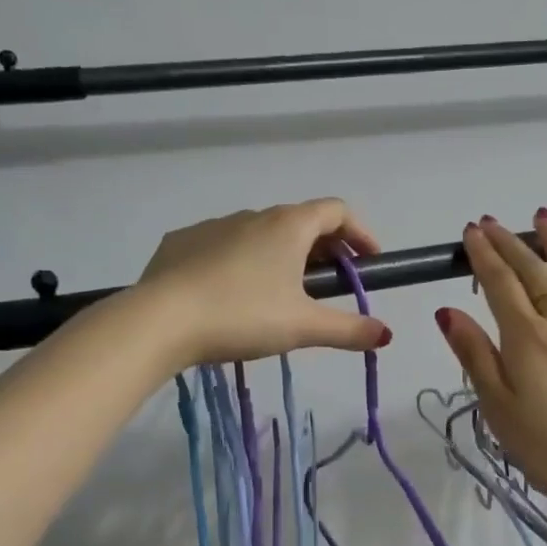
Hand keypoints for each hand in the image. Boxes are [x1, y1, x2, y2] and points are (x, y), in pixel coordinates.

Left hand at [134, 200, 390, 367]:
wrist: (159, 320)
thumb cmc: (243, 316)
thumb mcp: (304, 327)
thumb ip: (349, 330)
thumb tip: (387, 334)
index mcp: (289, 226)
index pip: (337, 211)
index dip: (360, 233)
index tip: (369, 261)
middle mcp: (253, 215)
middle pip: (301, 222)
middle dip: (325, 248)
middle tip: (332, 283)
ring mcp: (213, 226)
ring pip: (261, 233)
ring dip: (282, 254)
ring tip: (282, 293)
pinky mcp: (181, 243)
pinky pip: (223, 245)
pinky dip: (242, 261)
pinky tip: (233, 293)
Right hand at [435, 211, 546, 513]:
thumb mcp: (499, 409)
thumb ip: (476, 356)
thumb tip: (448, 311)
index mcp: (527, 338)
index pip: (500, 283)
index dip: (484, 255)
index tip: (471, 232)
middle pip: (534, 271)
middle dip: (510, 243)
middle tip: (494, 223)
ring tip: (543, 219)